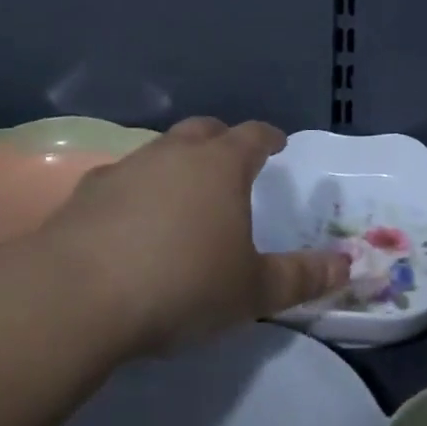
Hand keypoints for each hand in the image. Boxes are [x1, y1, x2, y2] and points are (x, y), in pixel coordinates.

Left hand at [30, 117, 348, 352]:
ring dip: (175, 163)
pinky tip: (128, 222)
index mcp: (221, 165)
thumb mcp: (252, 291)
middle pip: (205, 130)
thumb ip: (301, 277)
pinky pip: (121, 180)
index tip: (277, 143)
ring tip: (180, 194)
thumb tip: (347, 265)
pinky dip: (133, 191)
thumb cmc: (182, 284)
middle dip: (222, 140)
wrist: (79, 295)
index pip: (254, 135)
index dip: (269, 138)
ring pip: (160, 151)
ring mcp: (128, 167)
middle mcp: (176, 152)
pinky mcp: (87, 192)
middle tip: (230, 161)